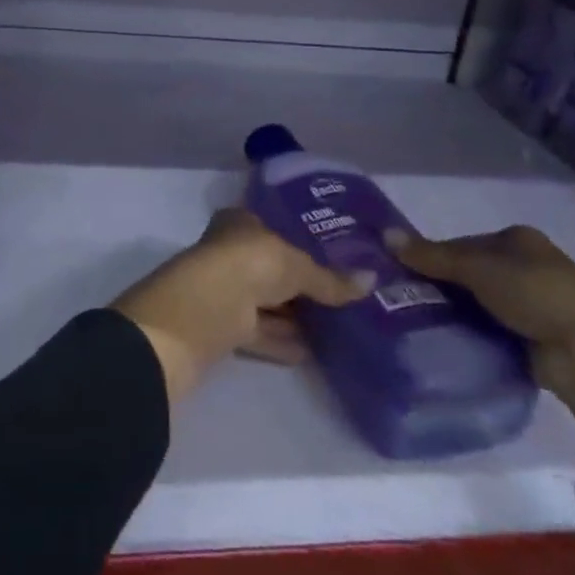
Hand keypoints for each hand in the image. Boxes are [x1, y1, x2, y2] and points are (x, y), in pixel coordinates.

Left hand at [112, 208, 365, 402]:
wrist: (203, 310)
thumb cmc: (248, 264)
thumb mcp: (297, 266)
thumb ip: (330, 278)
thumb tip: (371, 281)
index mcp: (239, 222)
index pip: (273, 225)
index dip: (300, 238)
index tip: (333, 254)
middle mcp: (229, 251)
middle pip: (270, 266)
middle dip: (301, 282)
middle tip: (343, 293)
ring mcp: (224, 289)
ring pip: (266, 301)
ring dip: (295, 315)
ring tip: (338, 326)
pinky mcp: (224, 327)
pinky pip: (262, 331)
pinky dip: (284, 340)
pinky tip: (314, 352)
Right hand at [385, 224, 574, 421]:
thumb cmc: (535, 294)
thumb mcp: (477, 268)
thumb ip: (432, 255)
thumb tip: (385, 235)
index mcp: (518, 239)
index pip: (463, 243)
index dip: (434, 256)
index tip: (407, 274)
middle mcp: (527, 266)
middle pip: (471, 273)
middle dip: (444, 286)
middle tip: (408, 300)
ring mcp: (535, 303)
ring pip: (481, 303)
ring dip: (458, 312)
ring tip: (421, 323)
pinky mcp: (537, 337)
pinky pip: (494, 330)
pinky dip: (476, 333)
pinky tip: (451, 340)